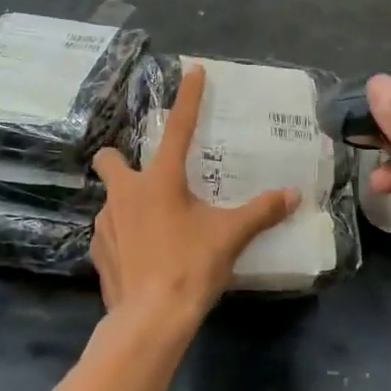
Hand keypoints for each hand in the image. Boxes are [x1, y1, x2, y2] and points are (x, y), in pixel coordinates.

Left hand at [91, 65, 298, 332]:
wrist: (149, 319)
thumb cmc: (190, 266)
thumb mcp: (230, 236)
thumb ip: (261, 212)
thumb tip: (293, 195)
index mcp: (159, 180)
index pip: (180, 127)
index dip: (189, 97)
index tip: (192, 70)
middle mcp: (125, 193)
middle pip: (110, 158)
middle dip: (120, 157)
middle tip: (146, 175)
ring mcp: (105, 223)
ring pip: (112, 199)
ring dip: (129, 204)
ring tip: (154, 226)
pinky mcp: (98, 252)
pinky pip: (109, 233)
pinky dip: (124, 236)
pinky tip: (142, 254)